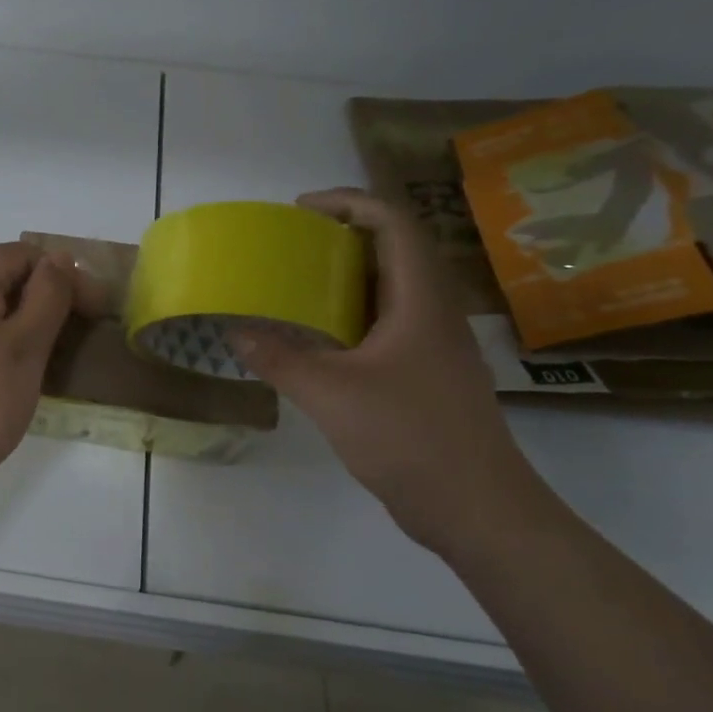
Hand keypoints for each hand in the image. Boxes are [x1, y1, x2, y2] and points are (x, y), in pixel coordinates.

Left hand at [0, 242, 102, 490]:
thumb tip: (60, 259)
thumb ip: (49, 294)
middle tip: (73, 336)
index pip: (23, 255)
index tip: (93, 313)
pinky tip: (3, 367)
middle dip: (40, 298)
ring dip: (16, 318)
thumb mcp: (27, 345)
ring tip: (42, 354)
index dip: (64, 278)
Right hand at [229, 189, 560, 556]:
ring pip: (391, 293)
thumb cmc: (409, 436)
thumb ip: (280, 360)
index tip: (301, 209)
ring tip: (298, 286)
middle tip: (292, 245)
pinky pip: (387, 327)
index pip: (393, 225)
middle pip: (395, 252)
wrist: (476, 508)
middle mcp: (433, 314)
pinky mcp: (427, 378)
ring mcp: (434, 348)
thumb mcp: (331, 394)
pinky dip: (351, 318)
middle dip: (343, 237)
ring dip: (347, 280)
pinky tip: (319, 342)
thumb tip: (236, 333)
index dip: (349, 203)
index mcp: (420, 302)